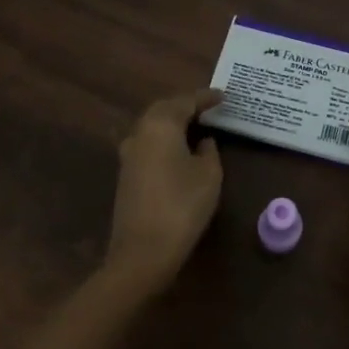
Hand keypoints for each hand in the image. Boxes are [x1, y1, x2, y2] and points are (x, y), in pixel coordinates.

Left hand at [106, 88, 224, 292]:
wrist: (143, 252)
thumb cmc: (182, 206)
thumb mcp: (209, 175)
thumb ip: (209, 151)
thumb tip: (203, 141)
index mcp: (161, 125)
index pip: (186, 101)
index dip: (206, 97)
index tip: (223, 96)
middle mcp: (140, 132)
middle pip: (164, 109)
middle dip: (186, 106)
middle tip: (208, 107)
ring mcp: (129, 154)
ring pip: (153, 126)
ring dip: (173, 123)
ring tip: (196, 125)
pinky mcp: (126, 174)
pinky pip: (148, 144)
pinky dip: (165, 140)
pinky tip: (179, 149)